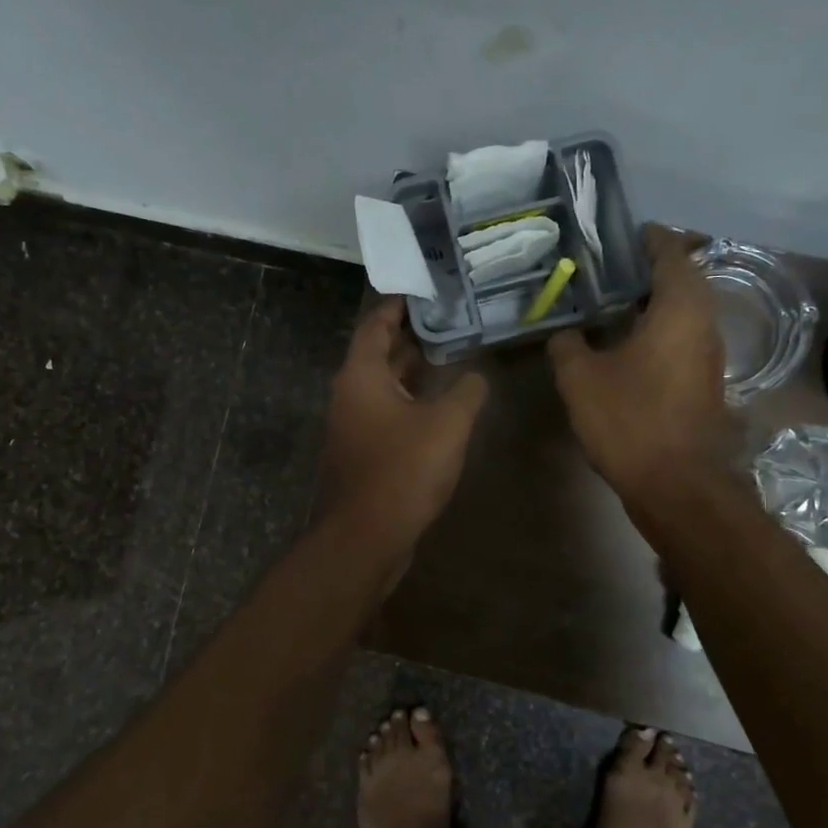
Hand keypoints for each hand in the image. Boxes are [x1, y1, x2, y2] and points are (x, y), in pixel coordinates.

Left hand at [319, 298, 487, 554]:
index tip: (423, 291)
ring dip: (411, 370)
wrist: (366, 535)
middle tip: (447, 320)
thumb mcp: (447, 424)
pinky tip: (438, 406)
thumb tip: (477, 375)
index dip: (398, 306)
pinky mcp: (362, 451)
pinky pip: (385, 412)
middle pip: (378, 353)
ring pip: (383, 385)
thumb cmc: (403, 470)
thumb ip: (467, 391)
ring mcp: (353, 425)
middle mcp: (350, 394)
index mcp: (361, 375)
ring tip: (449, 355)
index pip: (375, 325)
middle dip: (410, 337)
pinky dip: (409, 400)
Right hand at [548, 224, 730, 502]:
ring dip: (653, 302)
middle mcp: (703, 324)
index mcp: (679, 308)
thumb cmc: (630, 419)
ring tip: (611, 302)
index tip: (624, 233)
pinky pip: (681, 339)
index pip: (671, 253)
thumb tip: (565, 333)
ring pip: (683, 313)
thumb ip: (568, 345)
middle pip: (682, 280)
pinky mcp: (703, 383)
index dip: (649, 238)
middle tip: (608, 268)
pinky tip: (625, 344)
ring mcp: (708, 356)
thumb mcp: (581, 378)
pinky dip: (657, 330)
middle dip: (648, 270)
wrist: (676, 484)